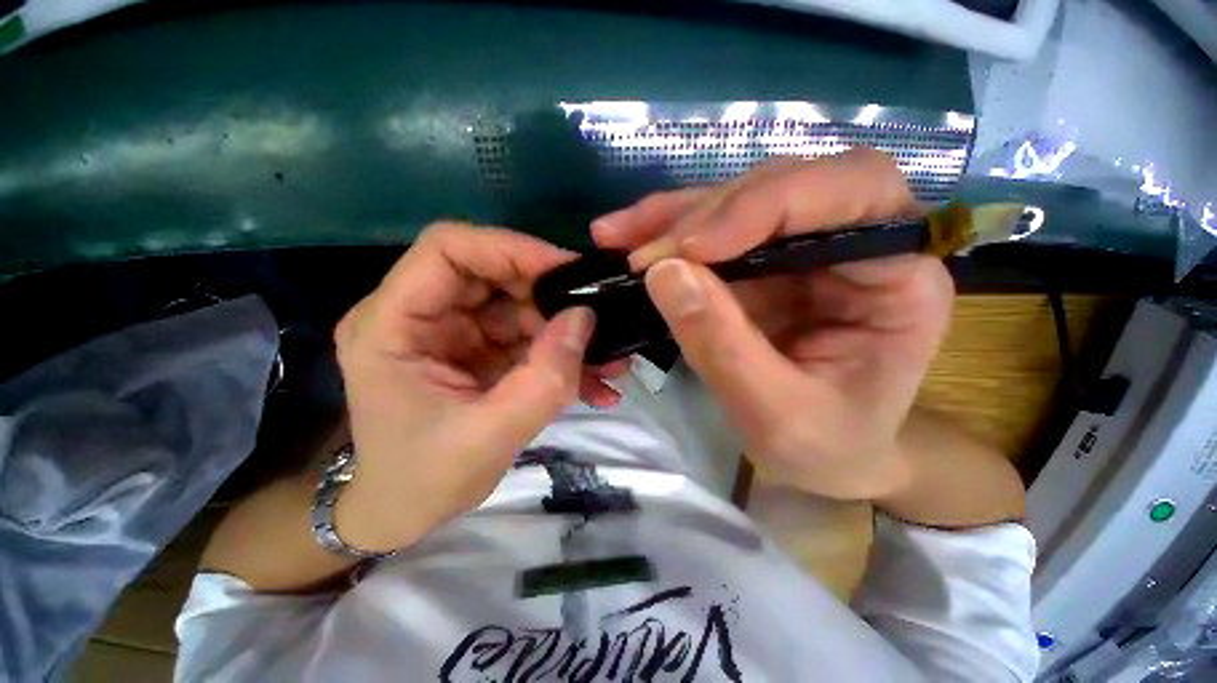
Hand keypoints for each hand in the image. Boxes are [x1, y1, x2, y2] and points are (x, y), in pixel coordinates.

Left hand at [333, 224, 626, 551]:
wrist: (404, 512)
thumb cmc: (425, 481)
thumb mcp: (490, 436)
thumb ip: (545, 377)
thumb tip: (586, 317)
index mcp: (392, 324)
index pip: (448, 249)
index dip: (511, 249)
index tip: (567, 271)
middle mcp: (418, 314)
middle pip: (492, 273)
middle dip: (549, 296)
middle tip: (596, 321)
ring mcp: (451, 331)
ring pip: (518, 304)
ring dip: (565, 330)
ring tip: (609, 361)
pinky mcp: (477, 348)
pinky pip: (525, 334)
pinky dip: (560, 353)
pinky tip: (594, 382)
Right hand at [591, 149, 953, 499]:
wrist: (829, 458)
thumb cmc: (827, 447)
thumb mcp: (776, 415)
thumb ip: (723, 346)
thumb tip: (664, 274)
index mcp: (899, 277)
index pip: (851, 191)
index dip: (765, 205)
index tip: (690, 248)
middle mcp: (859, 243)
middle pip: (782, 187)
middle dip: (703, 215)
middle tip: (640, 252)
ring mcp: (805, 248)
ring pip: (738, 201)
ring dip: (673, 217)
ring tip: (616, 235)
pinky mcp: (764, 263)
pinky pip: (713, 231)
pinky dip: (667, 233)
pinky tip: (629, 239)